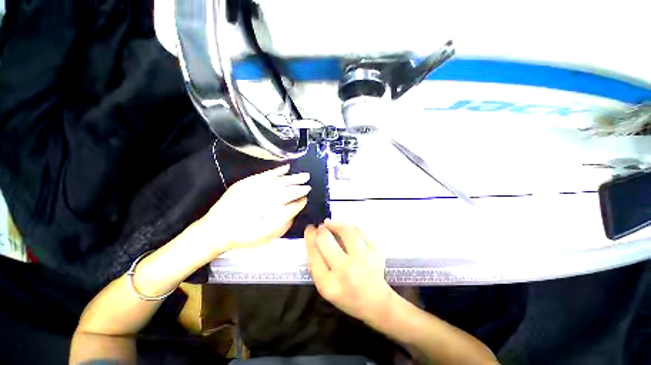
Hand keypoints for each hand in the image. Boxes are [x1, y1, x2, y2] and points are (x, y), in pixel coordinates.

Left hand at [195, 164, 309, 254]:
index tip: (306, 197)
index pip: (292, 202)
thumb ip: (284, 223)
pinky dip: (276, 171)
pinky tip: (285, 168)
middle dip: (299, 185)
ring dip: (292, 178)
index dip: (301, 199)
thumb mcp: (267, 236)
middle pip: (288, 189)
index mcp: (272, 213)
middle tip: (308, 182)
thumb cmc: (244, 236)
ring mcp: (256, 189)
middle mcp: (266, 198)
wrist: (217, 230)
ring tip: (302, 175)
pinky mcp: (247, 183)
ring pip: (279, 181)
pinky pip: (265, 175)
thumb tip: (295, 210)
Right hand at [304, 220, 393, 322]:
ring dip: (336, 224)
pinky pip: (360, 230)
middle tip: (321, 227)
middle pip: (326, 240)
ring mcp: (363, 259)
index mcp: (328, 284)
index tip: (310, 229)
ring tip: (331, 224)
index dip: (309, 237)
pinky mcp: (376, 251)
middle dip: (321, 230)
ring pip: (345, 230)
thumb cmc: (346, 295)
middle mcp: (346, 271)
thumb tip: (314, 235)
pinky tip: (346, 229)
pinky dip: (350, 227)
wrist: (376, 302)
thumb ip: (316, 263)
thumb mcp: (325, 286)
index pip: (313, 253)